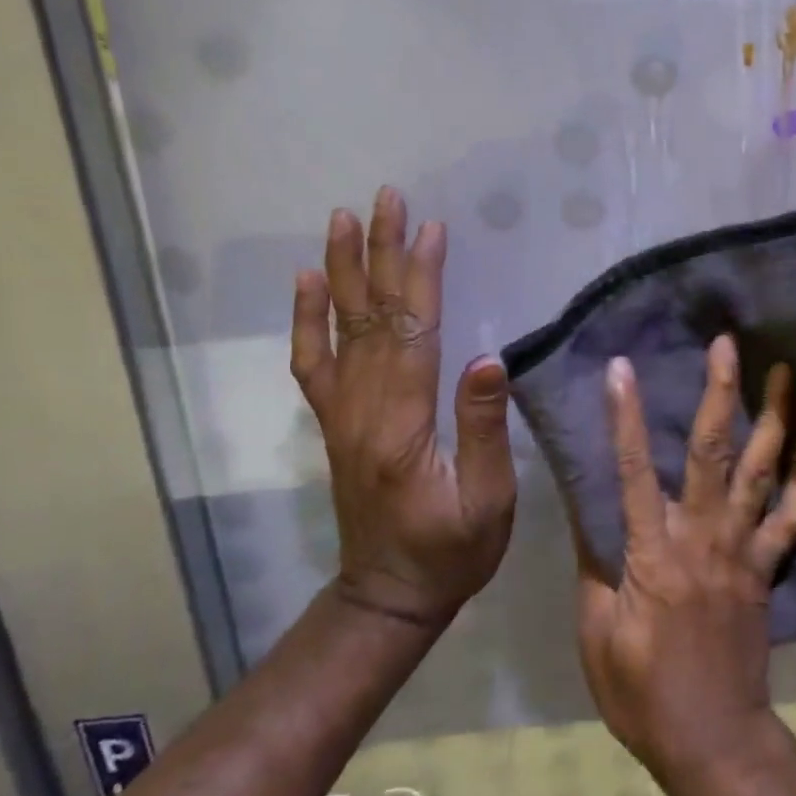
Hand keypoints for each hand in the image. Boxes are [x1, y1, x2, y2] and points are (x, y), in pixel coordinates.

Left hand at [291, 186, 517, 627]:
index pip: (411, 333)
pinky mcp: (336, 424)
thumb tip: (489, 358)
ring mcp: (342, 415)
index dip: (420, 277)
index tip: (430, 227)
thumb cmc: (453, 551)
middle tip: (386, 199)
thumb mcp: (488, 500)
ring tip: (344, 220)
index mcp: (401, 425)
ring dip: (341, 270)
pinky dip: (306, 320)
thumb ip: (484, 428)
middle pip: (370, 317)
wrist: (390, 595)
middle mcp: (362, 410)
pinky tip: (306, 284)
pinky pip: (313, 363)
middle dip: (379, 253)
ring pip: (339, 329)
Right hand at [575, 335, 795, 779]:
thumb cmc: (641, 691)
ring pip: (763, 472)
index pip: (634, 472)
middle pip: (713, 453)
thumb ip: (595, 564)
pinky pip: (794, 516)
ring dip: (775, 418)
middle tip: (727, 344)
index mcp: (653, 553)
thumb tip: (589, 509)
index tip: (622, 368)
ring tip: (785, 371)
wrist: (712, 738)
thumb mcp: (597, 632)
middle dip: (721, 393)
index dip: (626, 417)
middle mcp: (703, 537)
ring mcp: (744, 549)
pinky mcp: (767, 567)